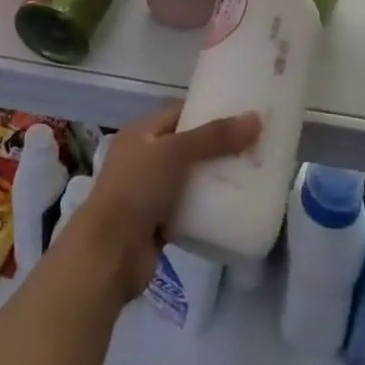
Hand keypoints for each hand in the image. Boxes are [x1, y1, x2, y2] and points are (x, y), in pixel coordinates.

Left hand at [68, 104, 259, 300]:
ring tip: (251, 175)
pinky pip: (189, 209)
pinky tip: (234, 208)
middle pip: (188, 147)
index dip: (209, 111)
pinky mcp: (159, 223)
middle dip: (218, 148)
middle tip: (254, 147)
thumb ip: (214, 137)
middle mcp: (144, 158)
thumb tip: (255, 119)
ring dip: (214, 179)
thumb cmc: (137, 189)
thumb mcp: (174, 152)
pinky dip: (207, 208)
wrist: (109, 252)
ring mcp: (150, 192)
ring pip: (190, 179)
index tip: (242, 115)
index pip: (179, 113)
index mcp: (141, 133)